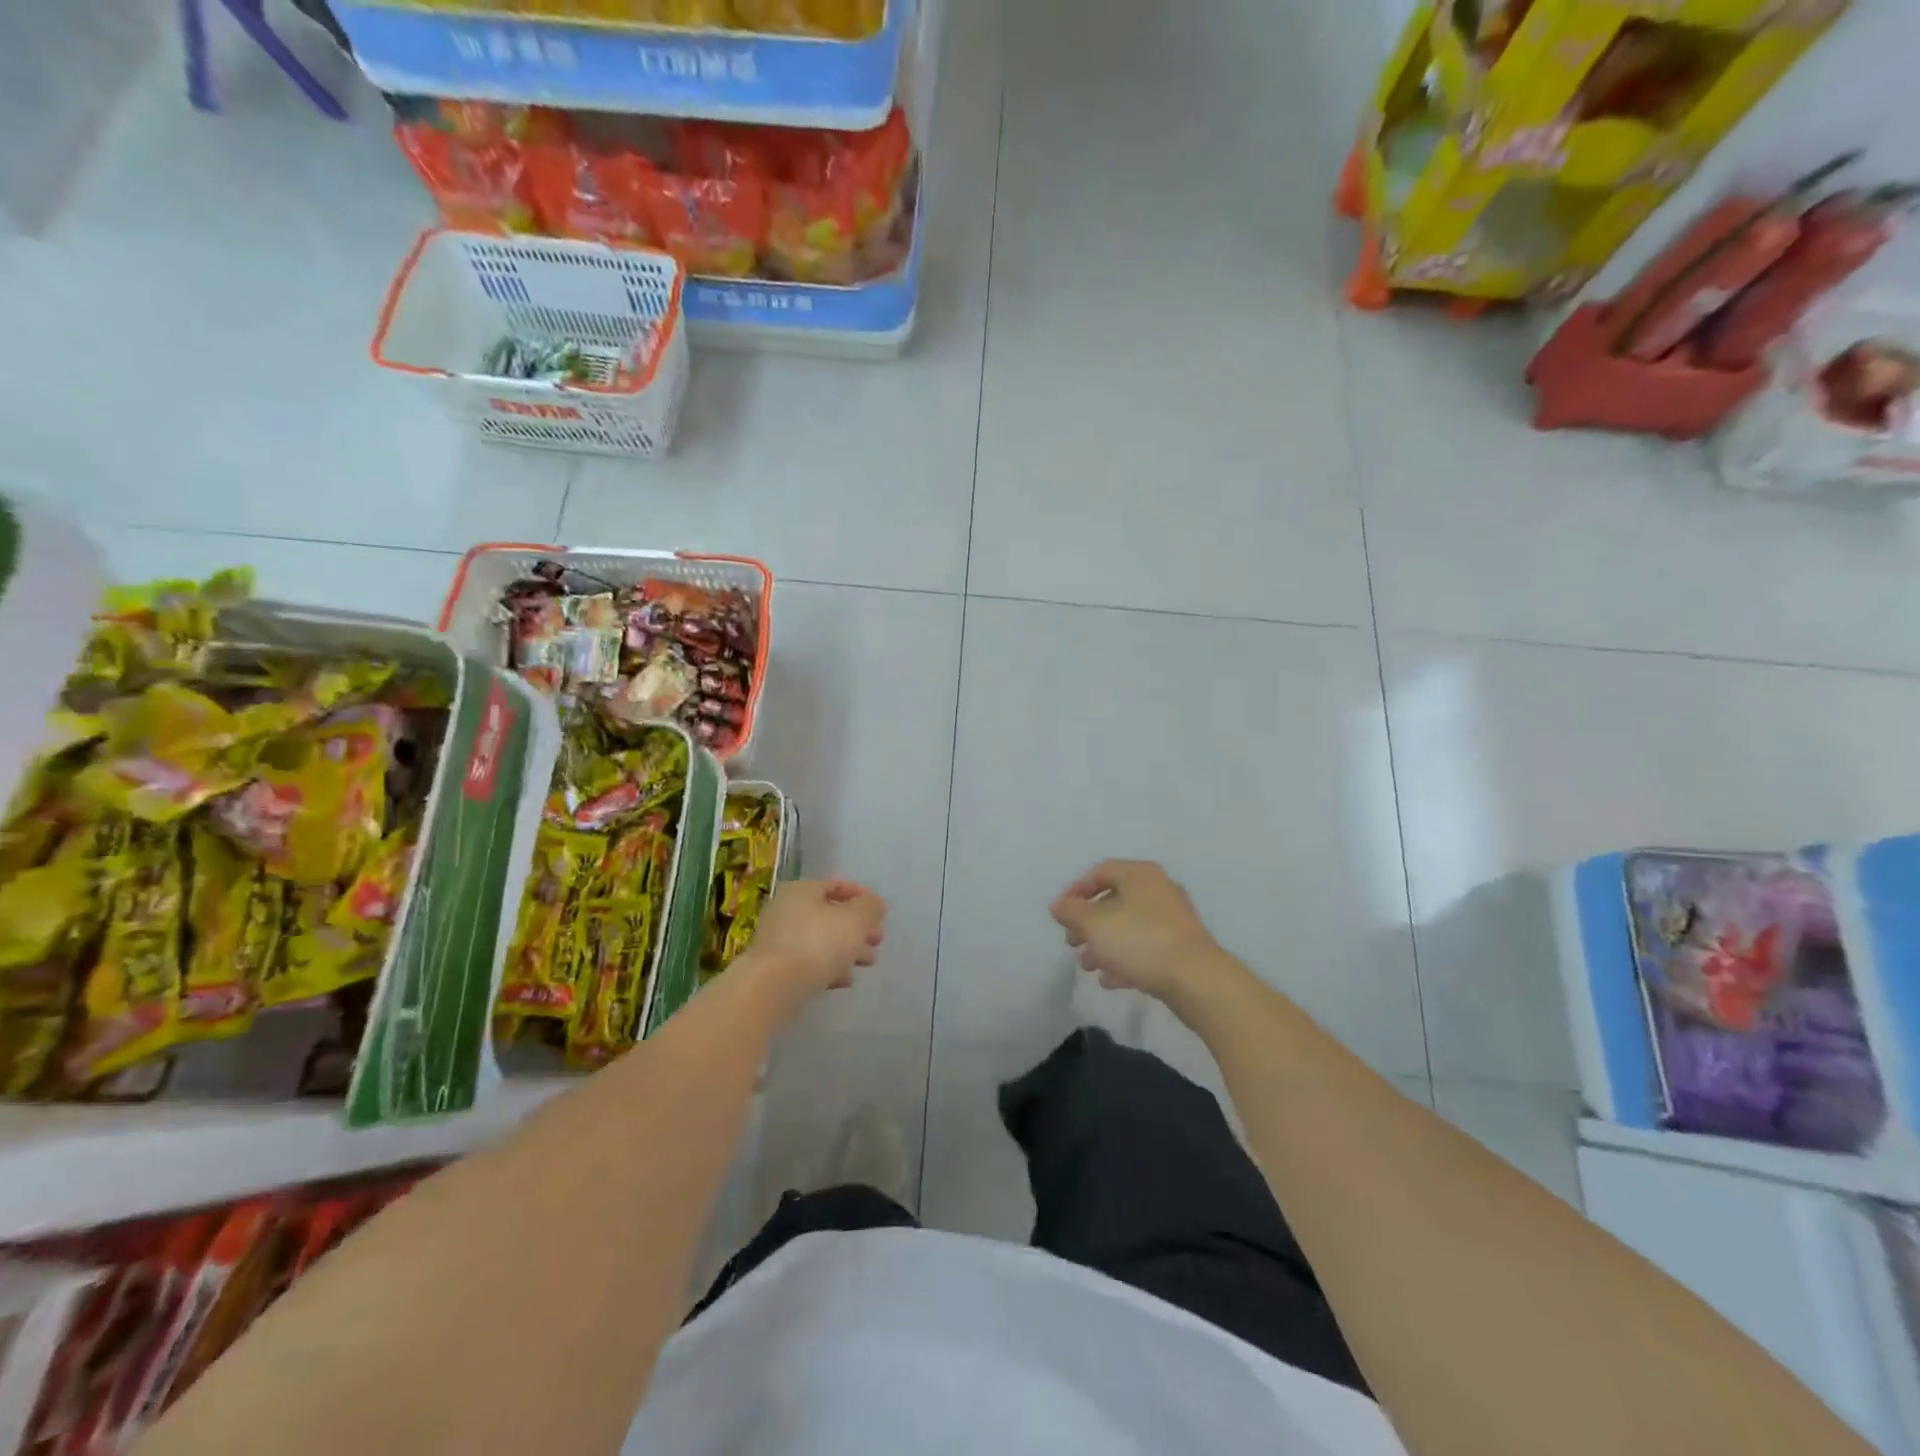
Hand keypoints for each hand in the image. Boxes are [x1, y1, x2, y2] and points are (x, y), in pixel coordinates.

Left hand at [747, 879, 886, 1005]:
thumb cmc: (818, 943)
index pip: (836, 885)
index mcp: (802, 890)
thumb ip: (870, 907)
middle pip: (830, 915)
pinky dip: (829, 967)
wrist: (774, 987)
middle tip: (877, 941)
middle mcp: (786, 909)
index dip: (862, 898)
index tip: (880, 915)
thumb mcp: (855, 919)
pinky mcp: (776, 968)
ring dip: (847, 949)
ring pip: (821, 940)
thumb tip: (874, 903)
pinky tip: (845, 980)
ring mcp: (778, 940)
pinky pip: (809, 962)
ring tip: (867, 963)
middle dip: (857, 928)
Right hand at [1050, 860, 1225, 1002]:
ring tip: (1087, 966)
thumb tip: (1059, 905)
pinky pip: (1144, 947)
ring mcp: (1172, 920)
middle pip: (1114, 900)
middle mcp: (1158, 890)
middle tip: (1072, 942)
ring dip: (1103, 945)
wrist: (1197, 979)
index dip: (1075, 890)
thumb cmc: (1140, 940)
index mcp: (1140, 875)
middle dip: (1088, 923)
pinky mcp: (1180, 947)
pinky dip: (1124, 959)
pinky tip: (1110, 980)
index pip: (1100, 871)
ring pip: (1128, 927)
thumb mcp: (1094, 924)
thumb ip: (1071, 912)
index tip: (1060, 914)